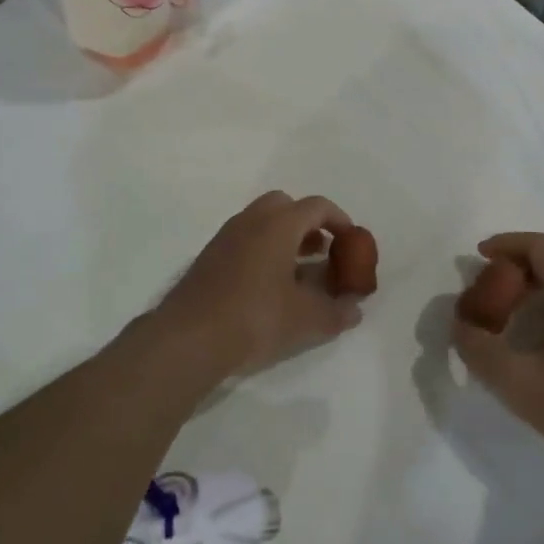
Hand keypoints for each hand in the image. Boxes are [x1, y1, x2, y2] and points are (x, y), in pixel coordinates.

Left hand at [154, 191, 366, 379]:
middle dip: (307, 223)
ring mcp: (225, 238)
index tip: (352, 242)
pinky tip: (267, 287)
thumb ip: (336, 311)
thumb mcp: (306, 319)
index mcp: (278, 224)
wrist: (189, 338)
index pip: (317, 206)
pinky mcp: (208, 259)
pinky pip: (243, 241)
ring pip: (261, 223)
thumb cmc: (255, 318)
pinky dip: (262, 252)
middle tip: (322, 251)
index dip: (340, 220)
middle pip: (284, 205)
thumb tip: (354, 309)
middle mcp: (250, 221)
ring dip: (283, 238)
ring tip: (299, 272)